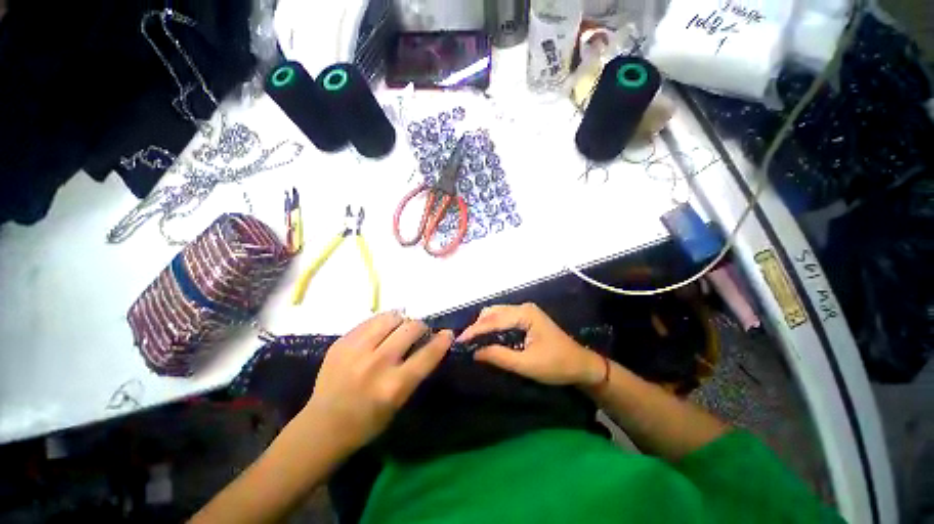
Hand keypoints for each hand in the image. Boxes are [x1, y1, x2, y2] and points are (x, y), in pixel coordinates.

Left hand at [301, 312, 452, 451]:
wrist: (322, 427)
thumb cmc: (367, 422)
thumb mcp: (399, 403)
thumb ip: (415, 371)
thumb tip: (429, 343)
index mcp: (394, 386)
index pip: (427, 354)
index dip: (442, 341)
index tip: (447, 334)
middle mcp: (377, 364)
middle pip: (411, 328)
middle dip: (420, 327)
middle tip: (418, 332)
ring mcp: (356, 350)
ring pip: (391, 318)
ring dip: (402, 320)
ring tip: (400, 327)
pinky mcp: (342, 342)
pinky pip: (370, 320)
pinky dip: (382, 321)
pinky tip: (382, 329)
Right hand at [457, 303, 603, 386]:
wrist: (581, 365)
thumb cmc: (557, 365)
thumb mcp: (526, 364)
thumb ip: (499, 356)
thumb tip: (475, 352)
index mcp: (525, 314)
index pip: (493, 320)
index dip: (475, 330)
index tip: (459, 340)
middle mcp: (523, 308)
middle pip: (493, 312)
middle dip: (477, 326)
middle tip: (465, 342)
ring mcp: (525, 312)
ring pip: (496, 314)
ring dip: (484, 326)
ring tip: (472, 341)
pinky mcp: (526, 318)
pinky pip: (503, 319)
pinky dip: (492, 327)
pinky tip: (486, 337)